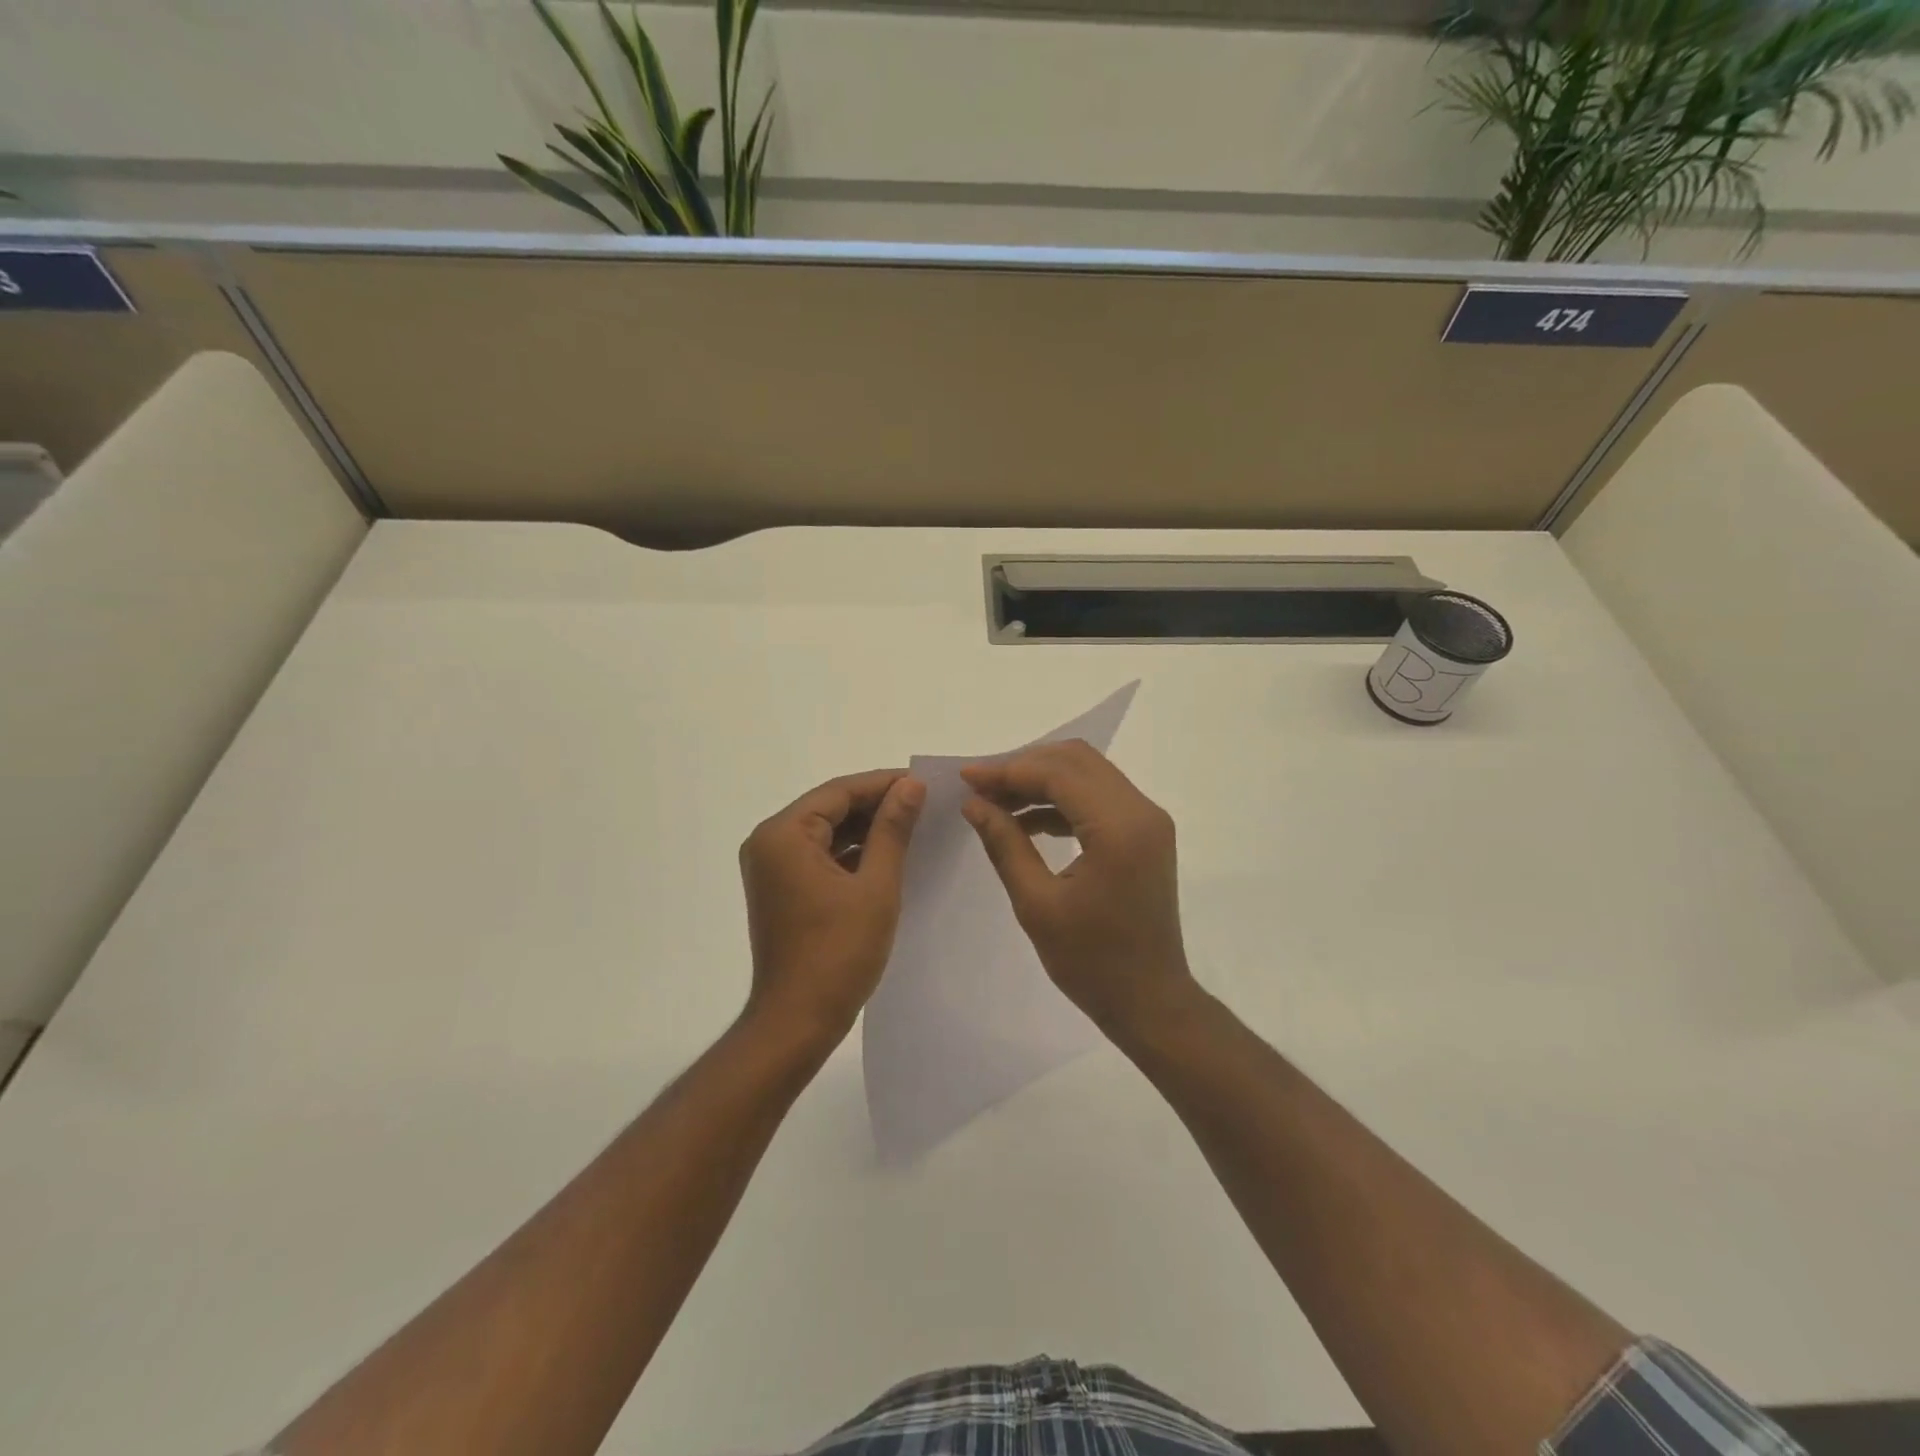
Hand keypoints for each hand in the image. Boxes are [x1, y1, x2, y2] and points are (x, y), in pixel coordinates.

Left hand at [739, 769, 925, 1045]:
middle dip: (875, 805)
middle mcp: (769, 842)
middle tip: (923, 804)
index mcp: (784, 834)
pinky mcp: (781, 888)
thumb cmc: (838, 952)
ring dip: (865, 828)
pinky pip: (819, 855)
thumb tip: (912, 786)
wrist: (797, 1021)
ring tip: (912, 824)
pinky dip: (851, 852)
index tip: (923, 783)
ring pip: (825, 831)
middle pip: (829, 808)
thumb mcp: (876, 886)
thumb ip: (892, 829)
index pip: (839, 792)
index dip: (883, 784)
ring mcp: (772, 867)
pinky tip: (886, 853)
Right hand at [960, 741, 1195, 1040]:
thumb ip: (1005, 844)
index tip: (966, 778)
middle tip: (981, 788)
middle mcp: (1142, 811)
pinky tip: (1026, 821)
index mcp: (1119, 828)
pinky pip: (1098, 798)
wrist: (1150, 1001)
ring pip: (1088, 774)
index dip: (1008, 770)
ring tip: (996, 802)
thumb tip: (974, 803)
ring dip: (1042, 780)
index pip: (1058, 773)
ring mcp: (1148, 821)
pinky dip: (1061, 800)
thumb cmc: (1092, 962)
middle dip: (1024, 766)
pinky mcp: (1145, 833)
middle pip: (1077, 760)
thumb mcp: (1037, 904)